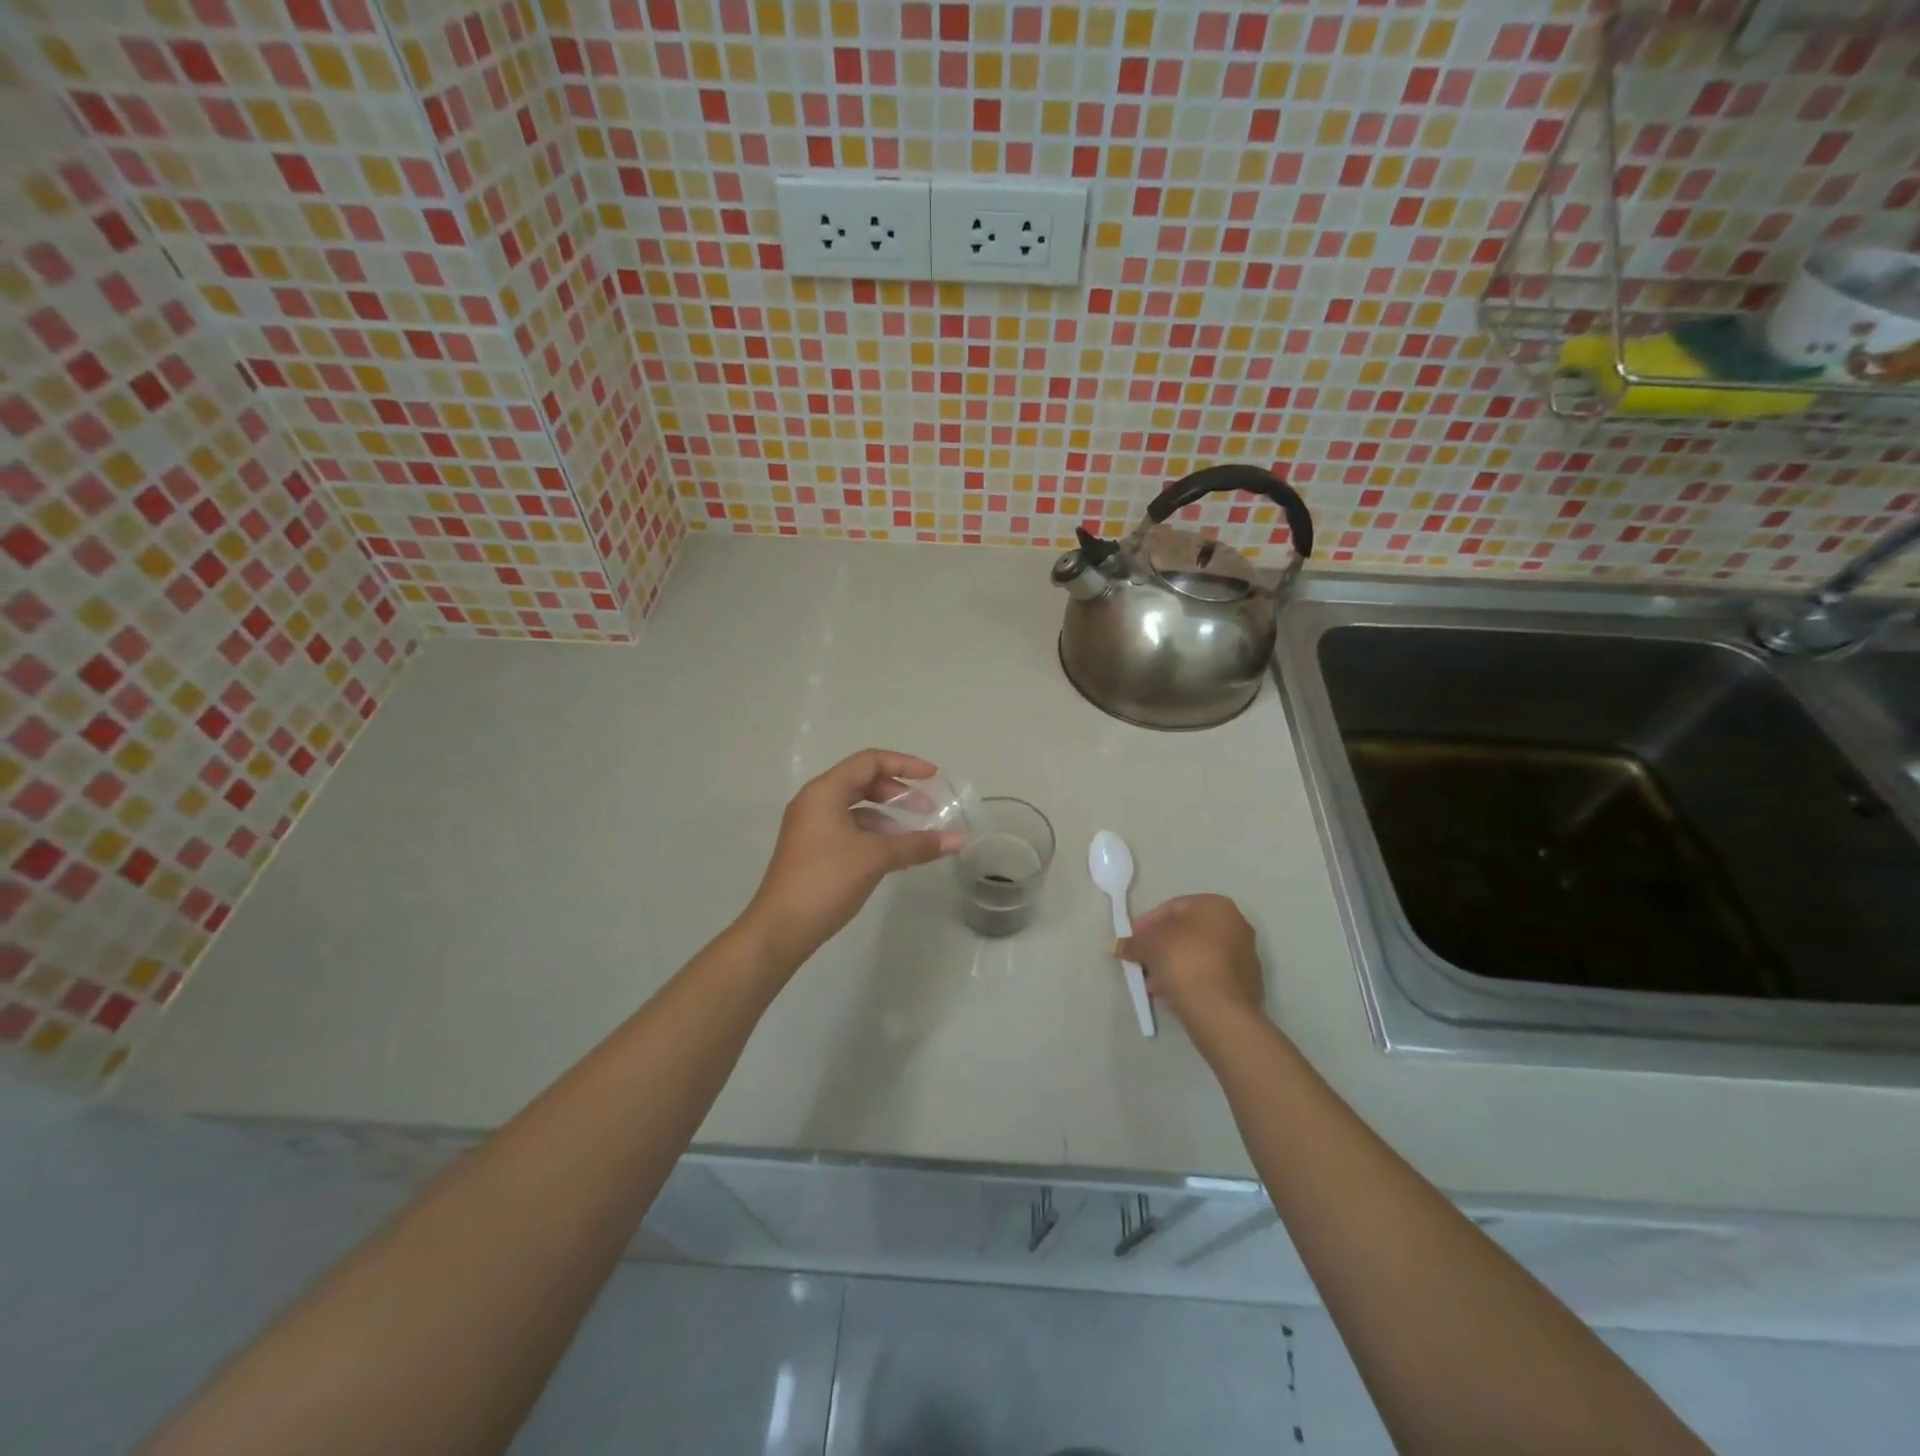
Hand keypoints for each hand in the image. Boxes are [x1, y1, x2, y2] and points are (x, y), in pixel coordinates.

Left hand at [743, 749, 962, 964]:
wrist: (781, 928)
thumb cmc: (826, 880)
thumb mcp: (876, 858)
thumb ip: (918, 844)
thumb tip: (960, 839)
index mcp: (824, 791)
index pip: (869, 762)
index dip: (904, 764)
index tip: (933, 777)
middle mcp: (815, 801)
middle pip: (862, 781)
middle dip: (898, 792)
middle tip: (927, 809)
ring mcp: (810, 826)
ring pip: (855, 806)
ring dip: (887, 814)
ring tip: (914, 834)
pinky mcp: (812, 849)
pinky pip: (848, 827)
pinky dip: (873, 833)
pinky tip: (893, 853)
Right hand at [1117, 894, 1268, 1036]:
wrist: (1220, 1010)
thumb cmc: (1184, 961)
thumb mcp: (1149, 945)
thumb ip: (1134, 942)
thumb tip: (1121, 946)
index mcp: (1216, 905)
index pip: (1173, 907)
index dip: (1147, 923)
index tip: (1133, 939)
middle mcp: (1236, 924)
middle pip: (1188, 932)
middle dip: (1161, 946)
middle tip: (1142, 960)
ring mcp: (1245, 955)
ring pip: (1198, 955)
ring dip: (1173, 965)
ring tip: (1152, 983)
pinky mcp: (1246, 984)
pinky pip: (1209, 975)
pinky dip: (1190, 980)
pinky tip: (1171, 994)